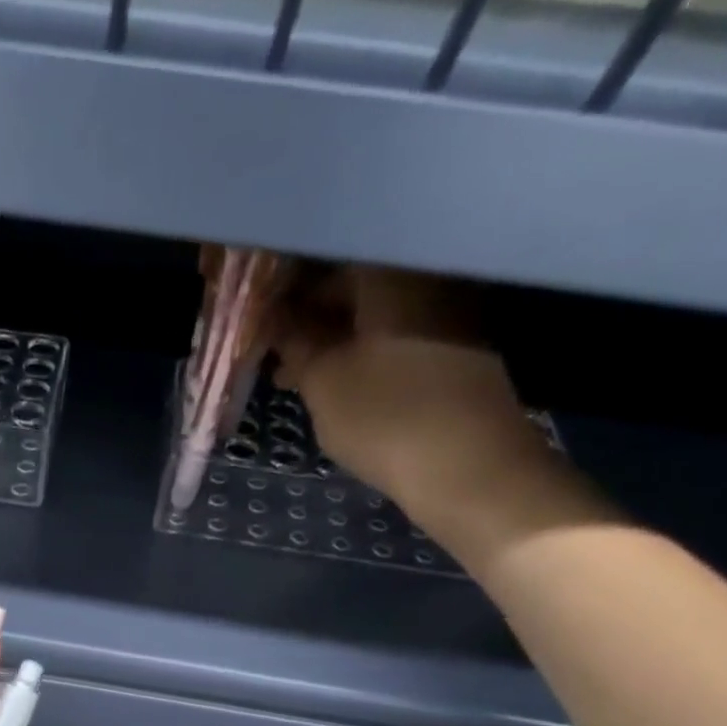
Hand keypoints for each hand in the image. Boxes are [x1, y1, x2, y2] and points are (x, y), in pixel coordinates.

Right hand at [269, 265, 592, 554]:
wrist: (469, 468)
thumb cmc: (385, 416)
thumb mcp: (322, 381)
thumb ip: (294, 341)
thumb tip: (273, 316)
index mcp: (389, 272)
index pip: (325, 257)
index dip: (284, 285)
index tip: (257, 315)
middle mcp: (425, 276)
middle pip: (353, 282)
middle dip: (307, 315)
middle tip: (272, 352)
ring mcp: (448, 311)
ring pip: (373, 313)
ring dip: (331, 339)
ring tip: (296, 376)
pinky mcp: (456, 348)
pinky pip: (396, 335)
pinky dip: (361, 352)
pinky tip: (337, 384)